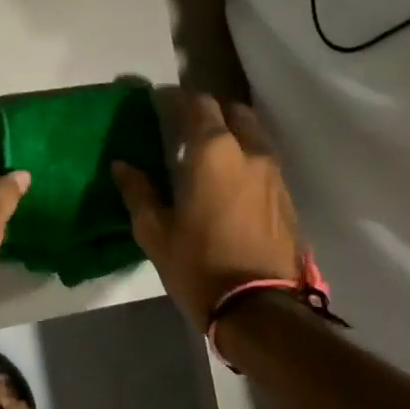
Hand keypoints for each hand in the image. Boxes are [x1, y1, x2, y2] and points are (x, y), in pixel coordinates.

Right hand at [112, 89, 305, 325]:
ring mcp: (274, 174)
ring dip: (232, 135)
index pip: (198, 105)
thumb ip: (138, 192)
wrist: (260, 309)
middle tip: (186, 126)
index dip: (176, 99)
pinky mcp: (287, 197)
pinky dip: (246, 159)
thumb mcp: (155, 231)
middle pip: (234, 112)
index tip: (159, 102)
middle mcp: (250, 152)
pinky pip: (264, 162)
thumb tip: (122, 165)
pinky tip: (229, 181)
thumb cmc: (199, 264)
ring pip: (254, 136)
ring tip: (208, 154)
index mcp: (213, 152)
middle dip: (210, 112)